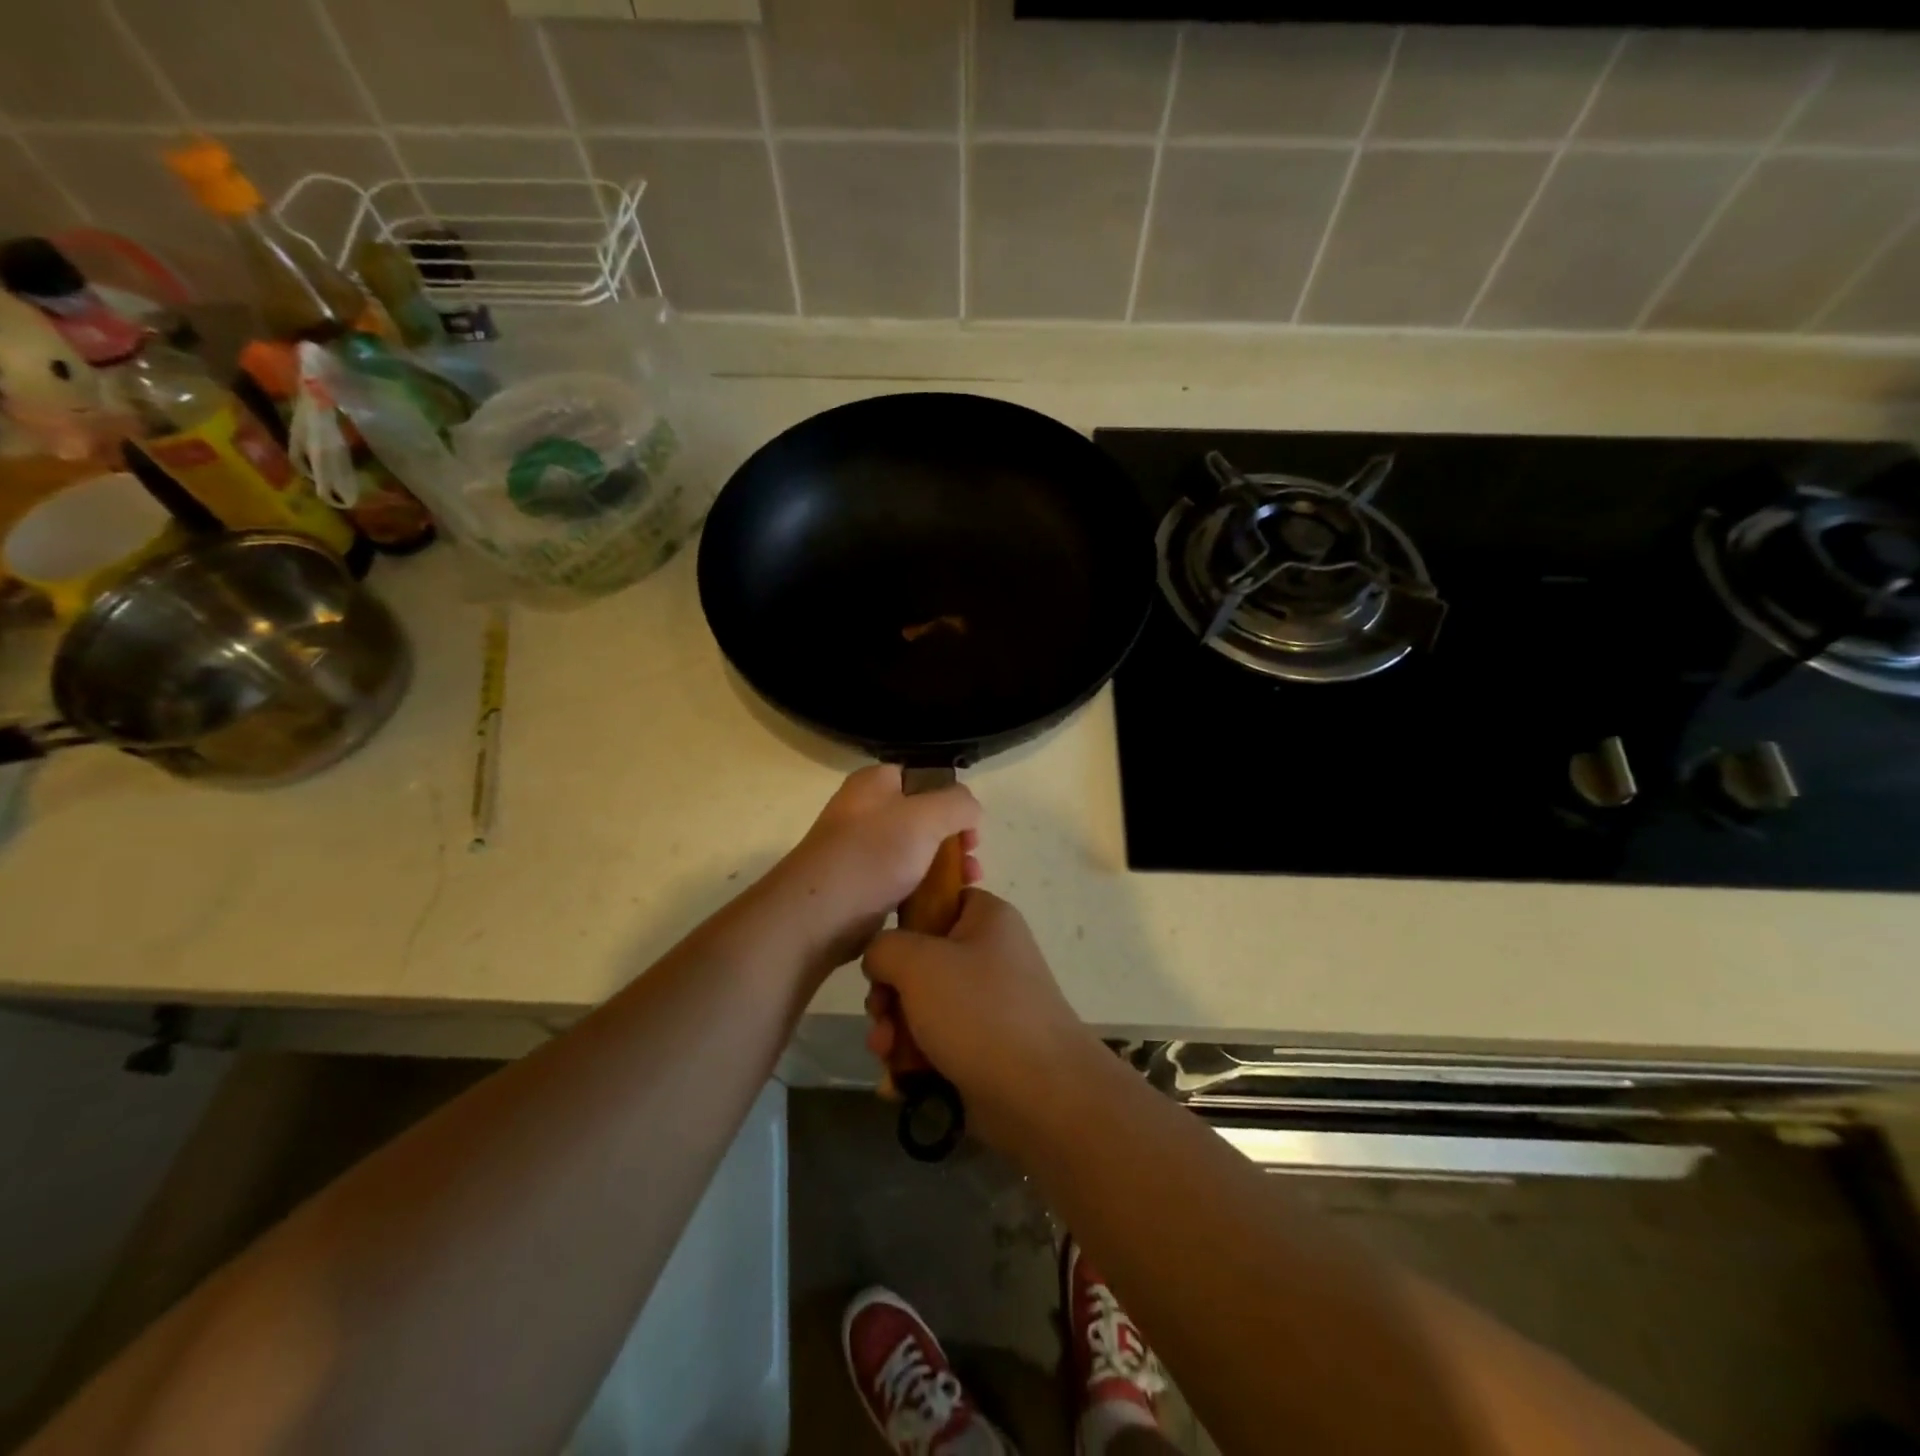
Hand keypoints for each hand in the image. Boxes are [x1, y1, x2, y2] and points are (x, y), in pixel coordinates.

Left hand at [765, 765, 981, 977]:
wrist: (817, 915)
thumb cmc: (872, 856)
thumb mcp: (926, 817)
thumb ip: (958, 803)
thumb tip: (970, 811)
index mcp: (875, 783)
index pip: (924, 777)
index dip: (953, 798)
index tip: (972, 826)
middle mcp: (866, 810)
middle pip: (924, 816)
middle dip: (955, 838)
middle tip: (972, 859)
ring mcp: (863, 849)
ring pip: (916, 851)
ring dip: (945, 867)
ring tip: (967, 886)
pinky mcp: (863, 885)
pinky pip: (903, 880)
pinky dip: (925, 889)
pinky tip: (942, 904)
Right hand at [863, 890, 1097, 1151]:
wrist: (1041, 1095)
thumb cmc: (979, 1011)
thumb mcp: (919, 963)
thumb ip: (883, 947)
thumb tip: (880, 959)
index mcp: (987, 918)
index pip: (939, 899)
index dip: (905, 921)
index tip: (883, 951)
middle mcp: (990, 955)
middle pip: (921, 961)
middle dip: (890, 994)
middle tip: (880, 1015)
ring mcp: (988, 1005)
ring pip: (922, 1008)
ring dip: (895, 1031)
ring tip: (886, 1055)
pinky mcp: (983, 1049)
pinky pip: (936, 1045)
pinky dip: (914, 1062)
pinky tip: (898, 1084)